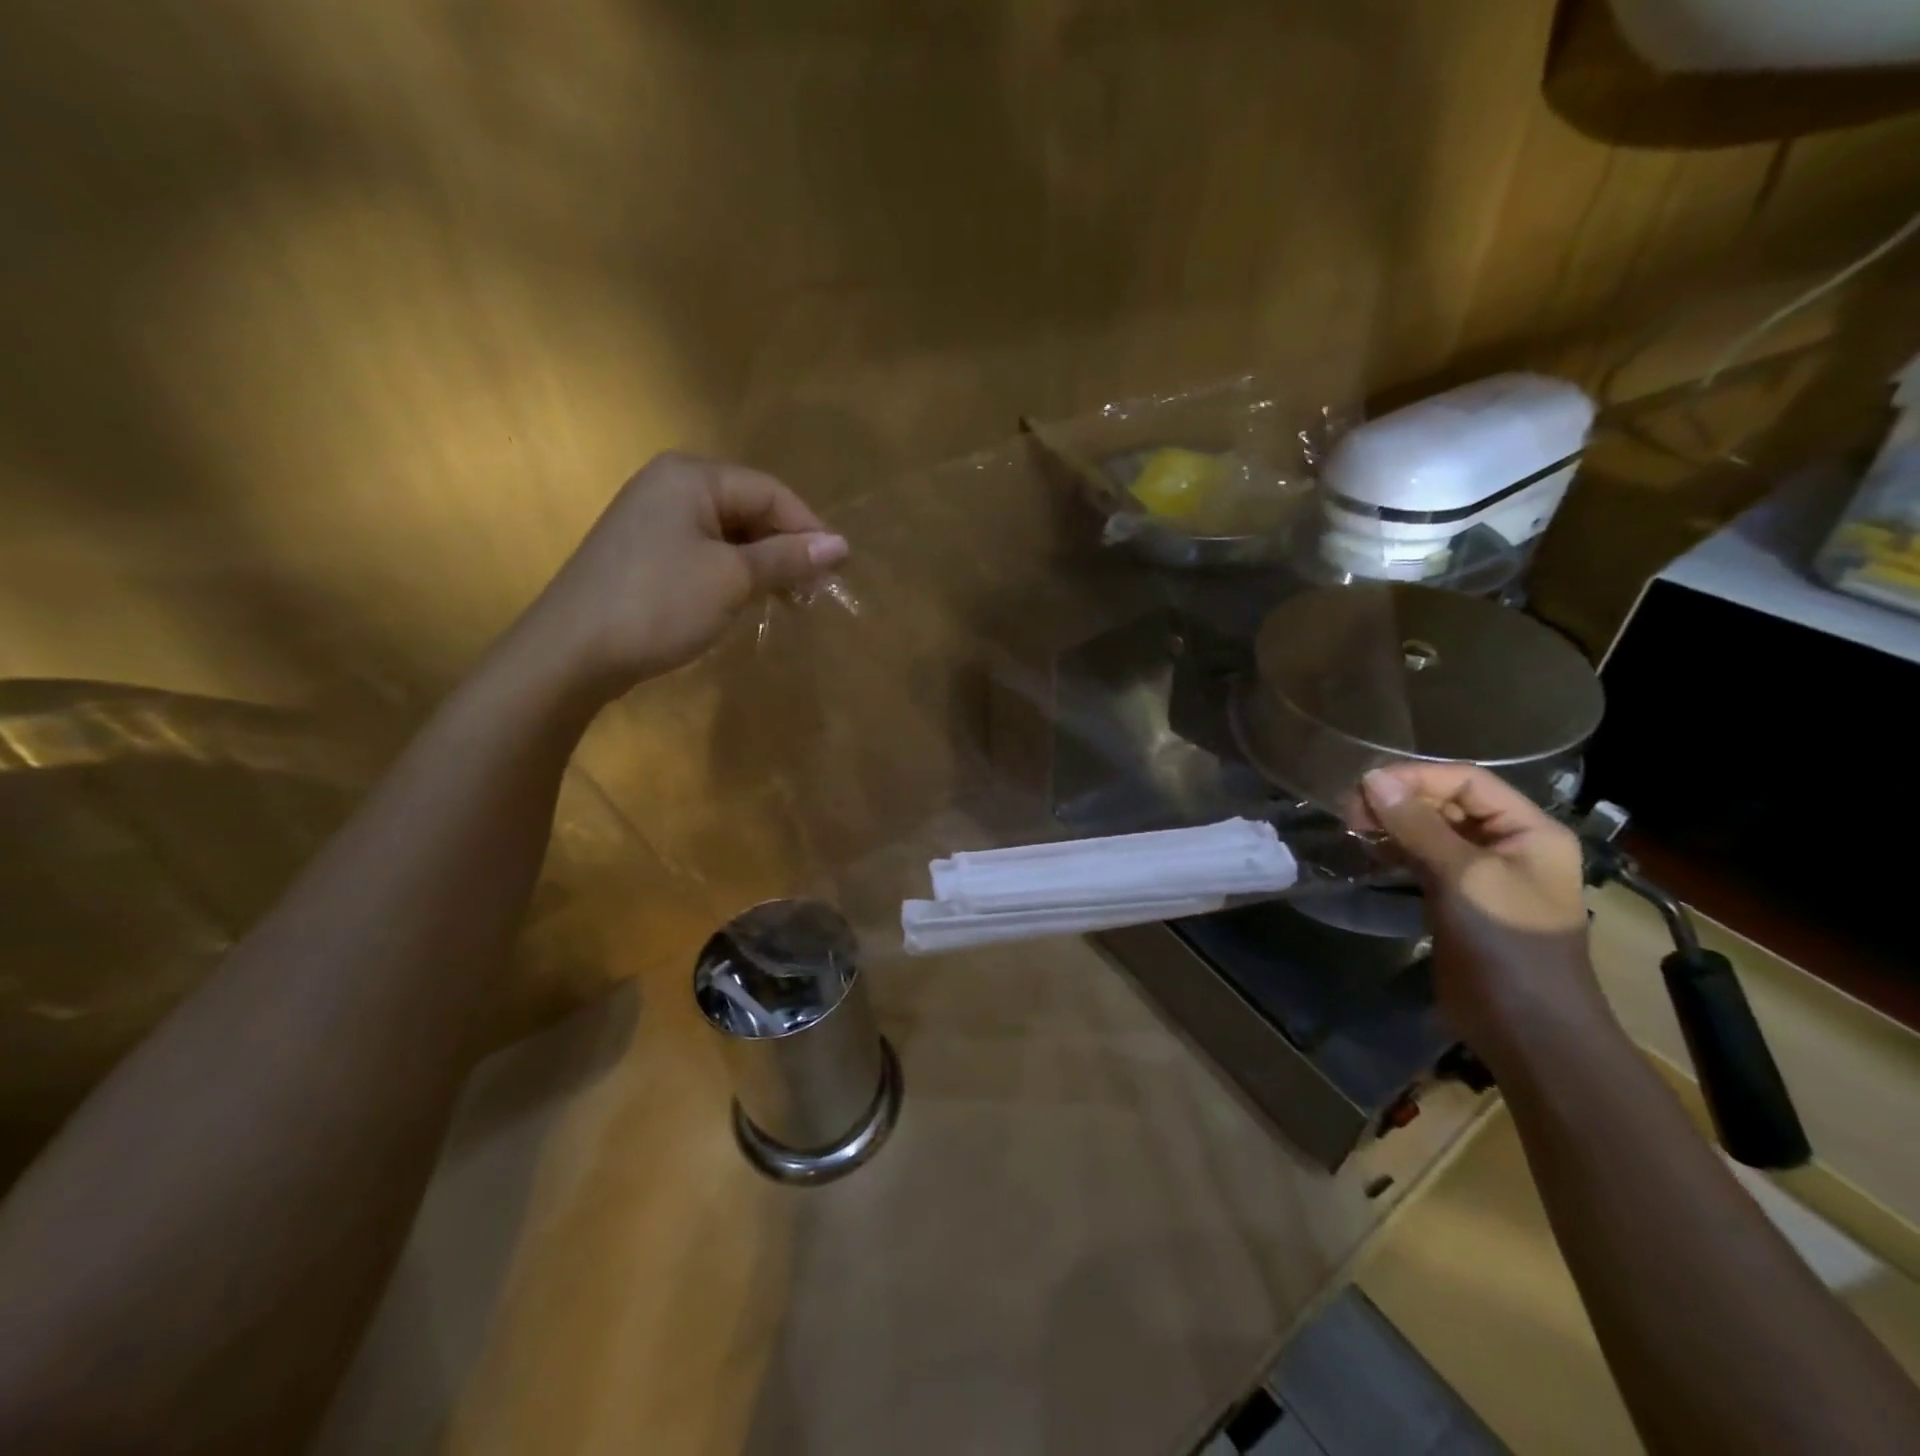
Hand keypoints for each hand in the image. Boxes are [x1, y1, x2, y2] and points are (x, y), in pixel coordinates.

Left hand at [504, 453, 847, 702]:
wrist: (572, 652)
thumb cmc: (659, 604)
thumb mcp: (733, 578)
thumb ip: (788, 558)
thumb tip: (842, 545)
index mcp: (691, 477)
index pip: (770, 491)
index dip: (809, 529)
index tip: (837, 571)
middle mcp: (670, 486)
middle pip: (749, 509)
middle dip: (786, 549)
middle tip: (813, 593)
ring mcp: (652, 519)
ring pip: (729, 534)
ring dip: (763, 565)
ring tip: (789, 602)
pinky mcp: (644, 553)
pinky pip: (705, 552)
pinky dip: (734, 574)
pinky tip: (748, 601)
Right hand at [1348, 764, 1617, 1069]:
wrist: (1526, 1026)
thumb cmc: (1506, 941)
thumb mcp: (1462, 875)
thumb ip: (1417, 824)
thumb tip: (1372, 779)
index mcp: (1529, 830)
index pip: (1468, 781)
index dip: (1416, 777)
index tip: (1364, 785)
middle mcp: (1509, 844)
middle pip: (1448, 803)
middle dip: (1399, 800)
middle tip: (1348, 809)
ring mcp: (1483, 873)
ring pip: (1431, 831)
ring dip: (1392, 824)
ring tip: (1351, 826)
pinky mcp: (1458, 899)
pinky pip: (1423, 859)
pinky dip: (1395, 850)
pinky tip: (1367, 850)